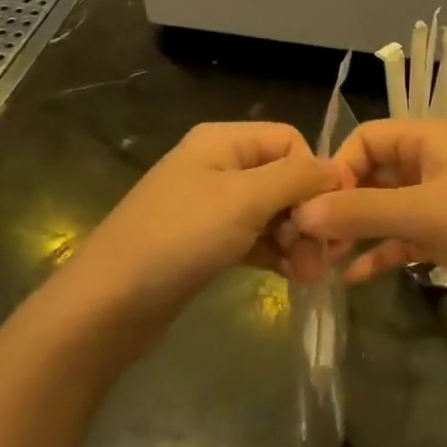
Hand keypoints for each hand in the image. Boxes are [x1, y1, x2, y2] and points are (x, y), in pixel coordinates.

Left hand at [73, 122, 340, 338]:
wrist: (108, 305)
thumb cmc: (179, 239)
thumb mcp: (243, 200)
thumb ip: (296, 178)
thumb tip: (339, 169)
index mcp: (222, 141)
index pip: (289, 141)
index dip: (315, 173)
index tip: (332, 215)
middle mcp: (218, 165)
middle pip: (283, 177)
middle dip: (308, 213)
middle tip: (325, 255)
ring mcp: (211, 206)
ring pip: (272, 212)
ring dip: (297, 239)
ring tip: (311, 275)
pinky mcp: (207, 242)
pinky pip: (255, 238)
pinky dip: (277, 253)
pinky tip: (294, 277)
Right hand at [292, 119, 446, 316]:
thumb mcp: (423, 213)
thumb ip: (360, 211)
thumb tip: (302, 212)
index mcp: (428, 138)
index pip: (365, 139)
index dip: (337, 169)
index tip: (314, 209)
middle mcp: (433, 162)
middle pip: (373, 173)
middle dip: (342, 204)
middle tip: (310, 241)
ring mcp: (444, 199)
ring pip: (388, 208)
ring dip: (358, 230)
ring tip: (322, 260)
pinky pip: (407, 236)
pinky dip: (382, 252)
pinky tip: (353, 277)